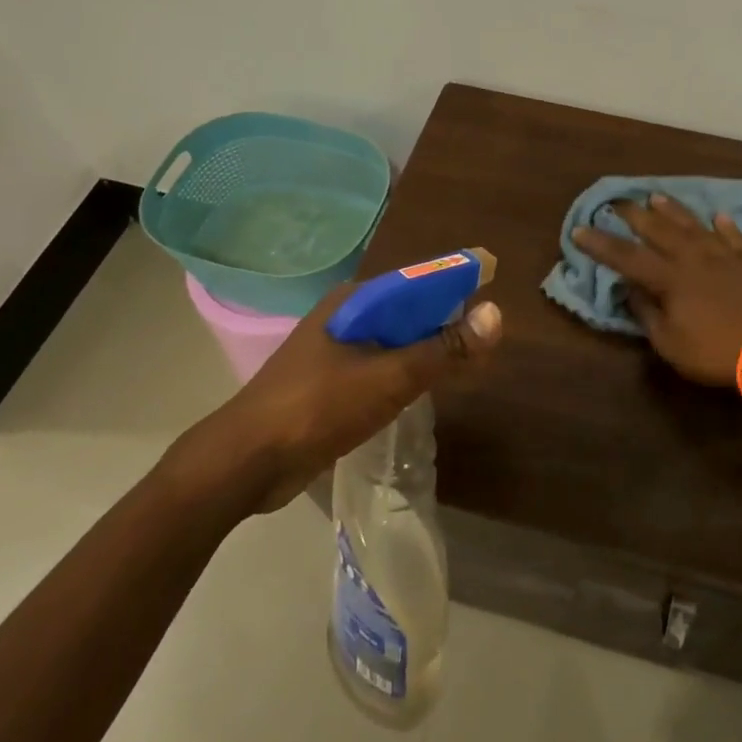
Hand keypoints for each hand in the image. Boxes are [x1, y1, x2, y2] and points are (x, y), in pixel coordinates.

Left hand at [164, 283, 502, 515]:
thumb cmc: (318, 408)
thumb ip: (443, 349)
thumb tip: (495, 314)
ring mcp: (332, 350)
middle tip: (484, 334)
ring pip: (392, 339)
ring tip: (464, 359)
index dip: (455, 281)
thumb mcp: (390, 377)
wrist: (246, 461)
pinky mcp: (327, 383)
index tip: (493, 285)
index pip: (418, 279)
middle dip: (444, 318)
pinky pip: (377, 366)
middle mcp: (343, 317)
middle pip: (406, 309)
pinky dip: (404, 371)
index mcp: (354, 301)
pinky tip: (422, 388)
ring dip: (425, 347)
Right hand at [573, 194, 741, 386]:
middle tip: (618, 201)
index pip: (626, 257)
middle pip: (659, 231)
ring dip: (674, 211)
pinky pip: (732, 238)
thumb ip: (646, 313)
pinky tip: (718, 216)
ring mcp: (722, 257)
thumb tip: (629, 289)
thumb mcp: (669, 342)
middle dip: (635, 215)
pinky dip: (724, 226)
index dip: (601, 244)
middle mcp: (692, 259)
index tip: (580, 229)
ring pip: (693, 226)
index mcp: (669, 278)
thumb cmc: (714, 351)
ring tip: (657, 197)